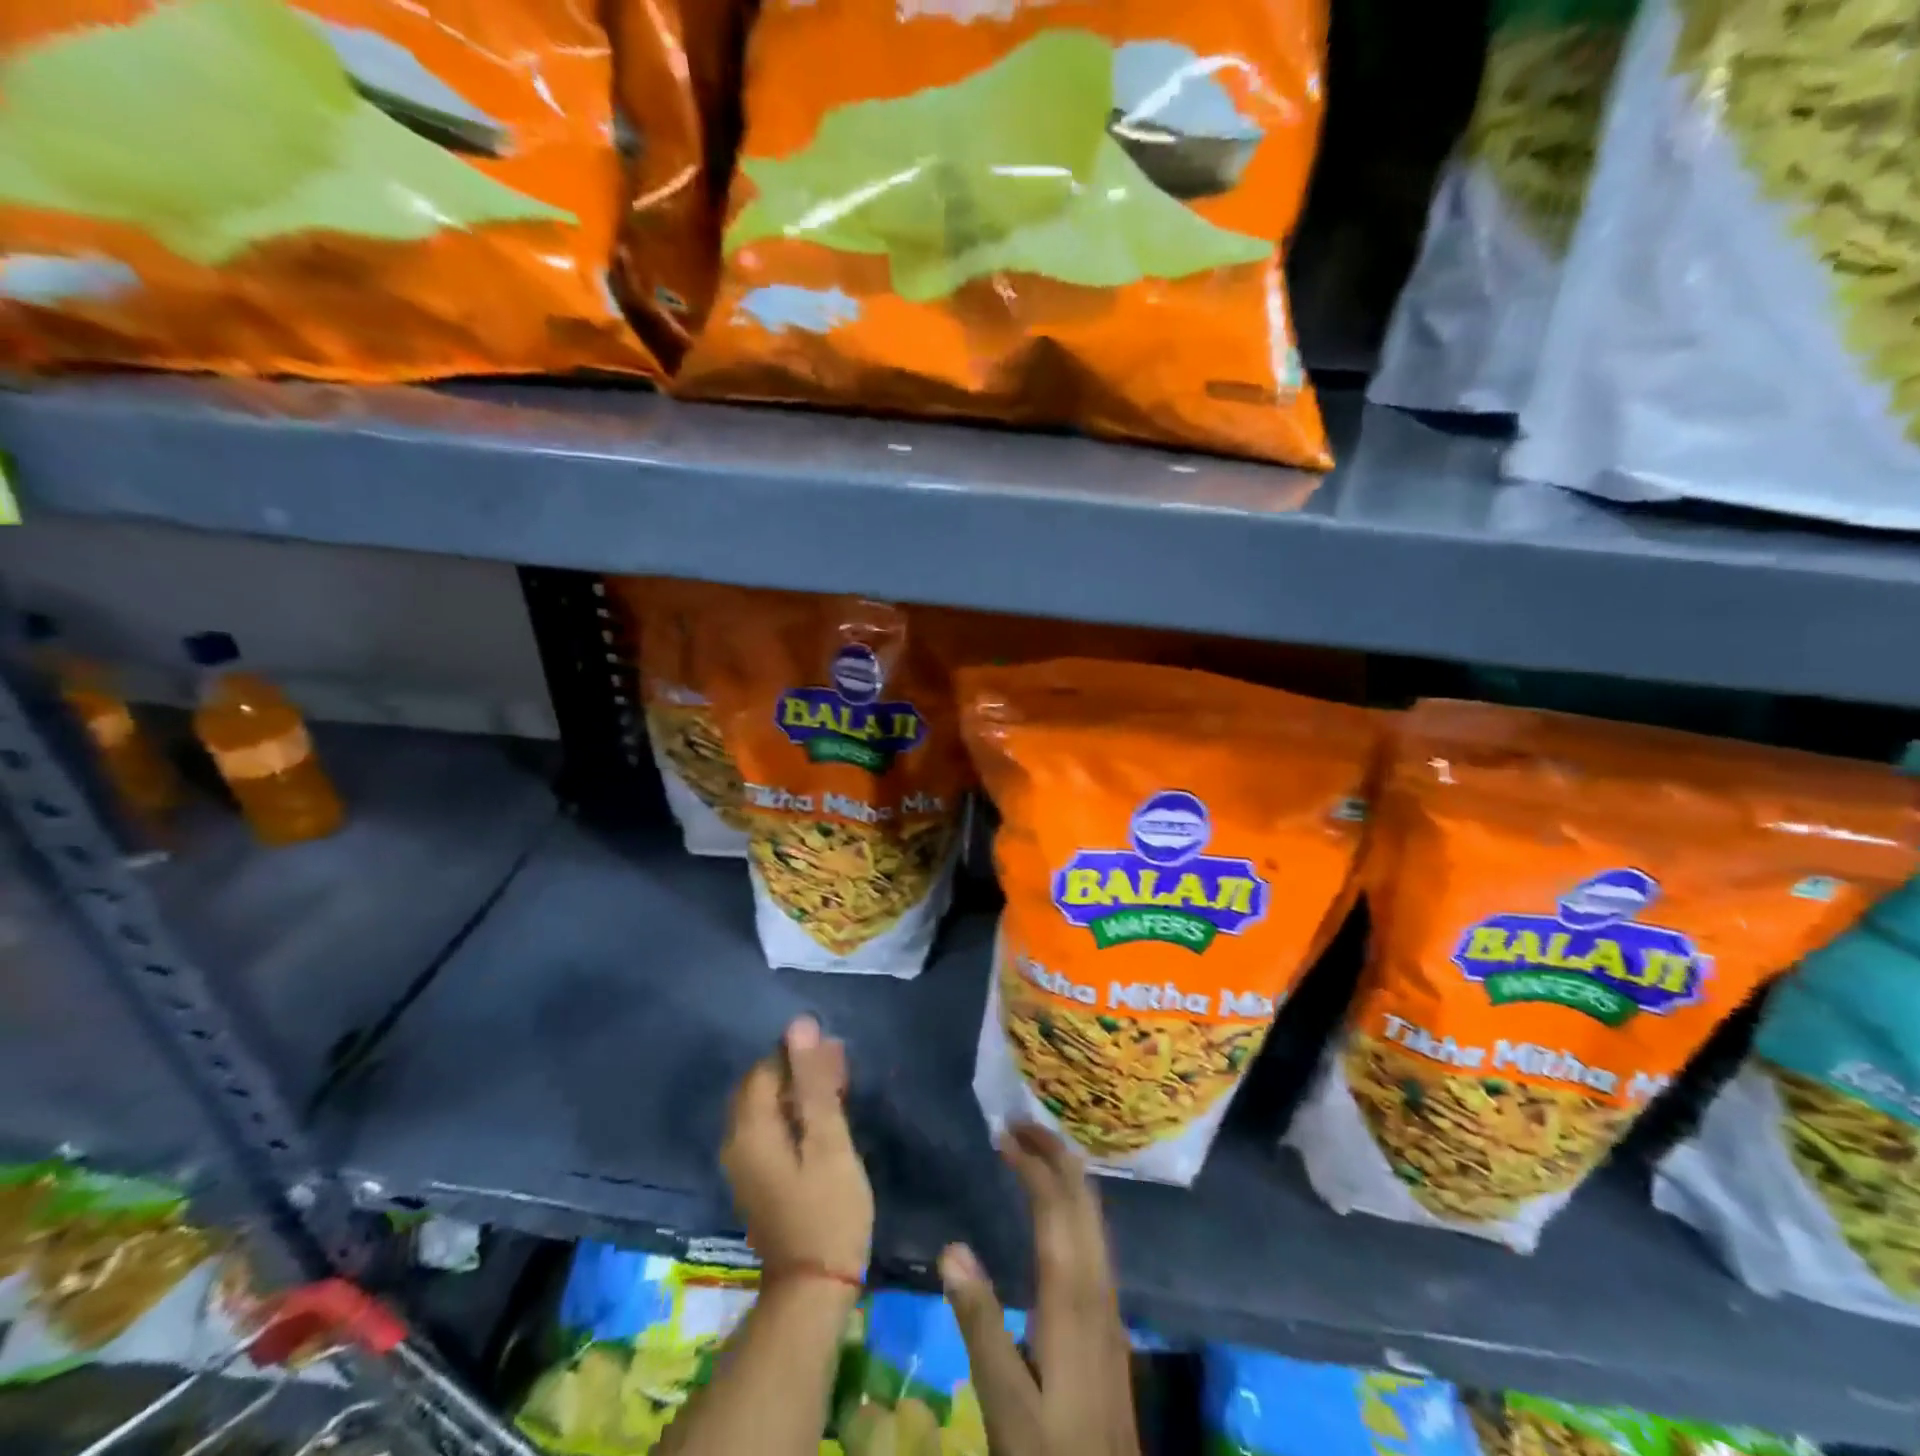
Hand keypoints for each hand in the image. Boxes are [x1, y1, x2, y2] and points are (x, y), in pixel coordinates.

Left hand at [721, 1015, 873, 1277]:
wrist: (813, 1291)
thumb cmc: (827, 1210)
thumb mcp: (829, 1141)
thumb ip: (814, 1082)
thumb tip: (801, 1026)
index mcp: (749, 1130)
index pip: (765, 1068)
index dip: (798, 1054)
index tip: (836, 1056)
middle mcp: (736, 1143)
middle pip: (762, 1087)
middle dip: (798, 1071)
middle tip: (841, 1071)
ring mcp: (744, 1165)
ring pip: (767, 1109)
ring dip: (799, 1094)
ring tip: (839, 1091)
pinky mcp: (758, 1181)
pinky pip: (770, 1130)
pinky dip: (794, 1117)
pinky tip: (823, 1122)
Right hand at [938, 1124, 1140, 1455]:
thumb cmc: (1052, 1453)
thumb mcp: (1005, 1401)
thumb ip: (979, 1324)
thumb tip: (951, 1247)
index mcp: (1071, 1297)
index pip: (1055, 1208)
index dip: (1032, 1164)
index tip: (1003, 1134)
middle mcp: (1097, 1287)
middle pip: (1083, 1200)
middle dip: (1055, 1153)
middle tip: (1021, 1123)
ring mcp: (1110, 1304)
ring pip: (1094, 1217)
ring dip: (1067, 1175)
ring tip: (1037, 1150)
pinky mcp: (1110, 1321)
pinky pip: (1095, 1237)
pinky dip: (1075, 1203)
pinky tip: (1061, 1212)